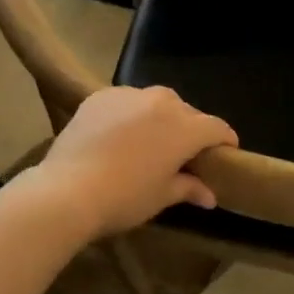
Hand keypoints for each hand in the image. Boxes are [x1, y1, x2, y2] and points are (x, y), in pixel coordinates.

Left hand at [33, 86, 238, 237]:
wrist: (67, 190)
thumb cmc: (124, 198)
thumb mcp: (162, 197)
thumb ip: (189, 188)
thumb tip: (210, 196)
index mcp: (185, 128)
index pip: (217, 128)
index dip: (225, 140)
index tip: (226, 152)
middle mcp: (162, 103)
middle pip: (188, 112)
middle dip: (192, 129)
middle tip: (184, 152)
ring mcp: (129, 95)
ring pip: (157, 101)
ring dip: (161, 117)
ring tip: (150, 139)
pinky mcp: (101, 96)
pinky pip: (127, 101)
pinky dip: (131, 113)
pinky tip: (119, 133)